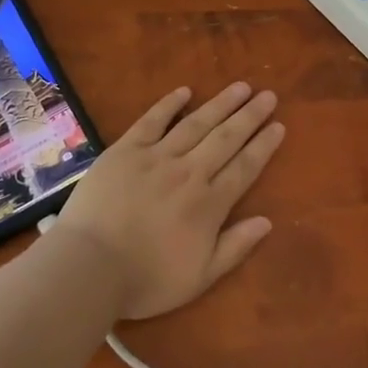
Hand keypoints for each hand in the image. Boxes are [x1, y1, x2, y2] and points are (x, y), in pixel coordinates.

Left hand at [54, 82, 284, 320]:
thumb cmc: (145, 280)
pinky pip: (152, 120)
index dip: (263, 145)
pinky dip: (170, 104)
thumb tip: (267, 221)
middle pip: (226, 138)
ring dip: (221, 103)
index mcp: (209, 204)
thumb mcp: (199, 278)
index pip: (244, 167)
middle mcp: (189, 172)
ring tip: (240, 87)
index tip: (279, 125)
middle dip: (250, 116)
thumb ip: (235, 247)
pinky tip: (185, 90)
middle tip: (268, 95)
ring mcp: (157, 157)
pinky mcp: (126, 150)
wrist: (89, 267)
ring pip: (196, 123)